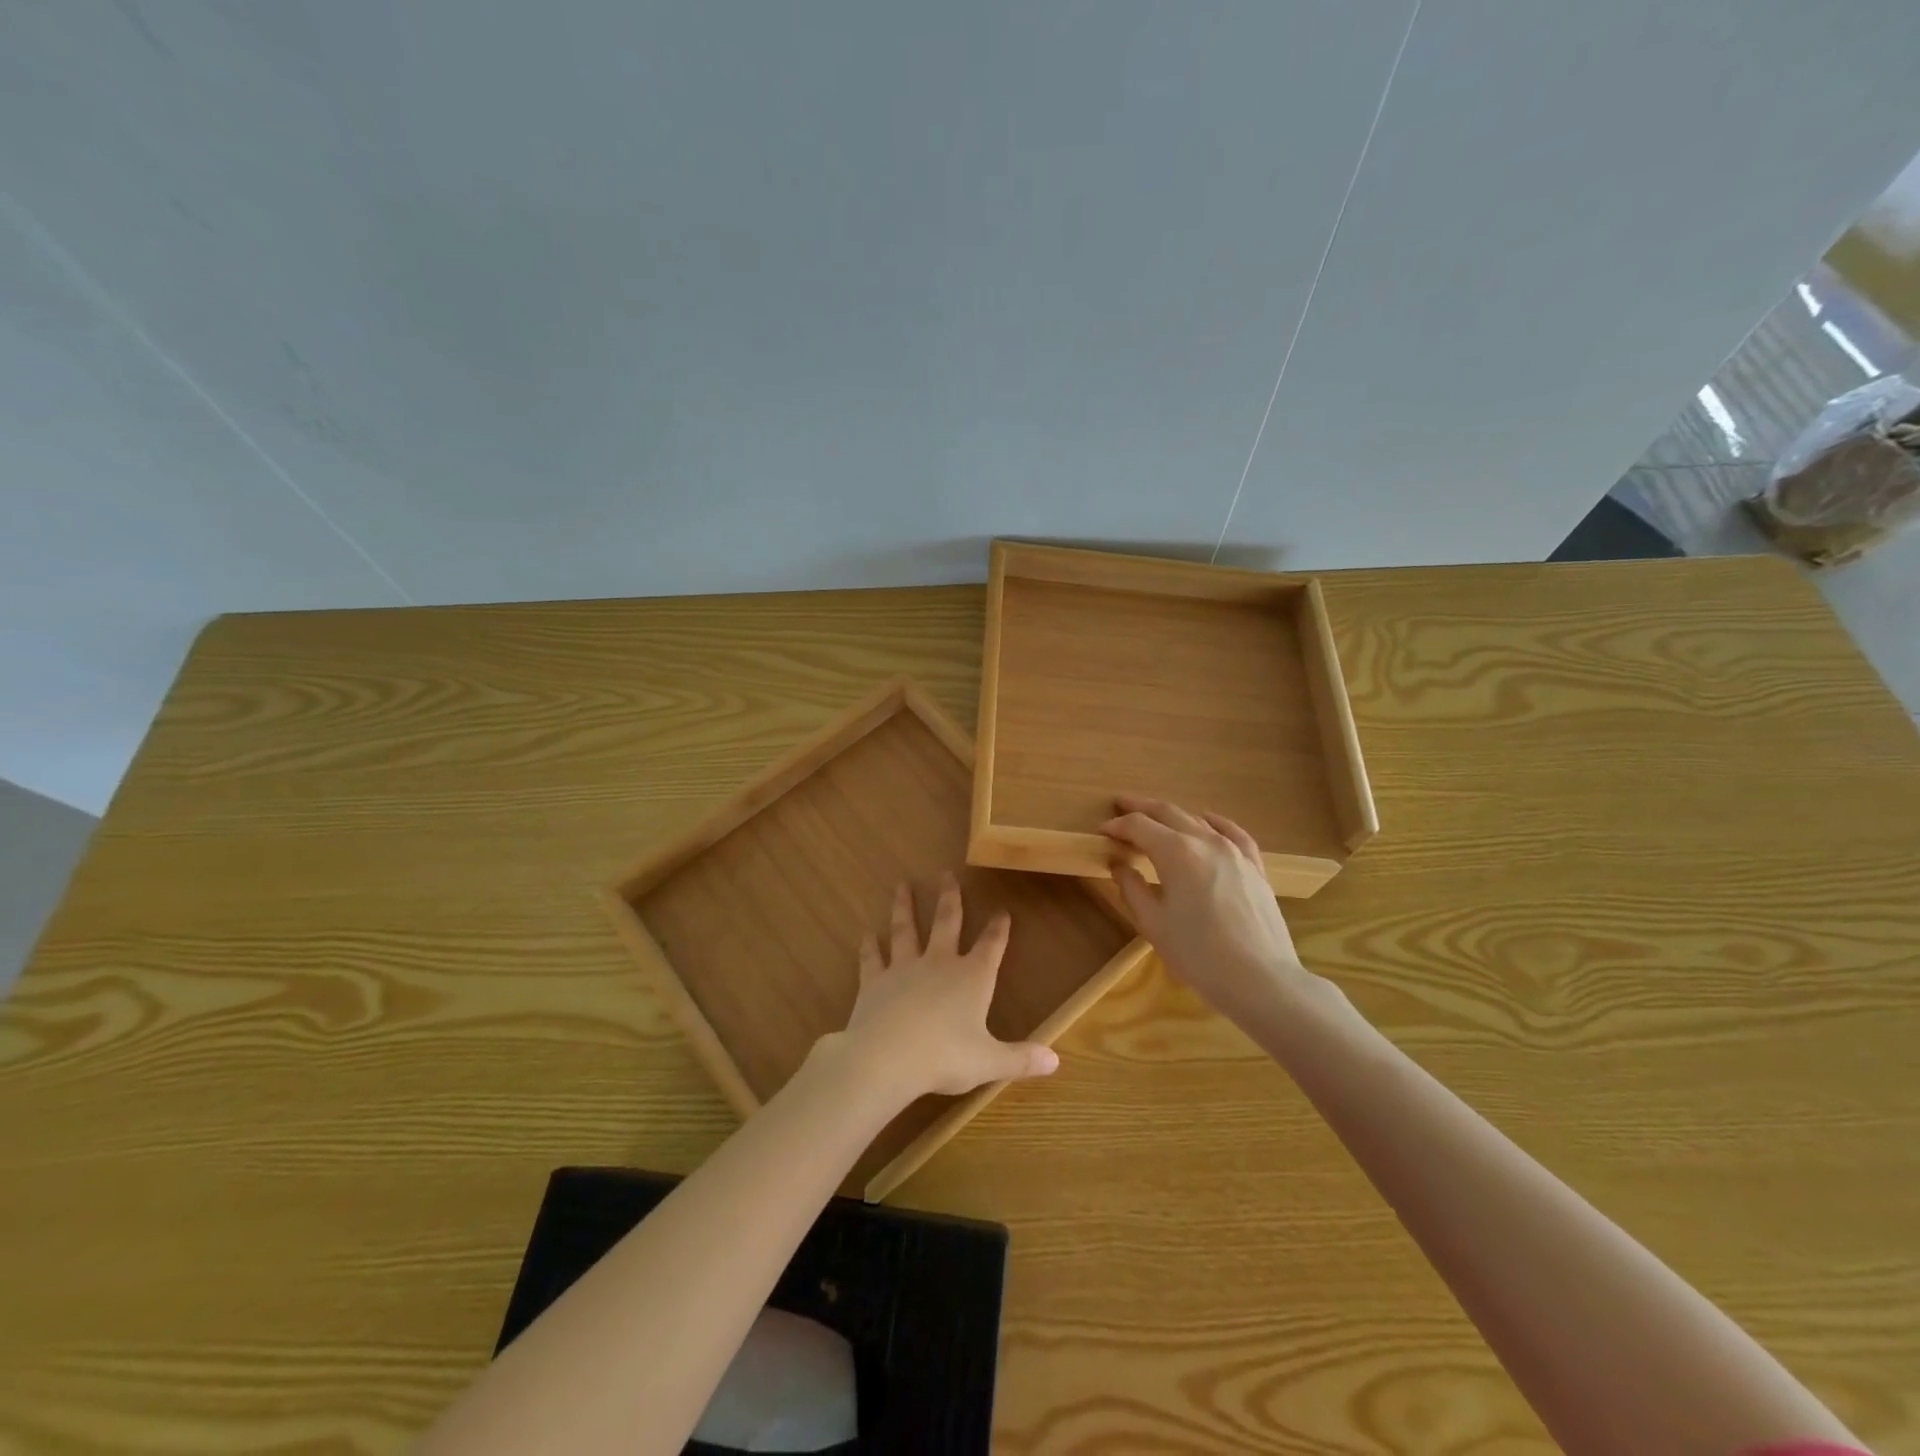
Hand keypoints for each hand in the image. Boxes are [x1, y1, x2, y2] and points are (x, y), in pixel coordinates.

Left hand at [829, 875, 1058, 1102]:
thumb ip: (1021, 1059)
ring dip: (904, 907)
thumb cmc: (944, 1058)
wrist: (886, 1058)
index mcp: (972, 978)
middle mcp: (939, 963)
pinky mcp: (874, 981)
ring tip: (902, 885)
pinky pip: (872, 958)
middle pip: (947, 922)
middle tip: (946, 874)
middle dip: (949, 898)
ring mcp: (903, 968)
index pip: (991, 946)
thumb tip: (1056, 1062)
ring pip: (906, 930)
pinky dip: (870, 946)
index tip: (1002, 910)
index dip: (998, 928)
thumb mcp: (989, 1061)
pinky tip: (867, 934)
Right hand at [1102, 795, 1322, 1020]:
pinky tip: (1208, 821)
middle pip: (1168, 813)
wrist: (1260, 979)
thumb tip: (1120, 864)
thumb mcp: (1152, 923)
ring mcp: (1234, 851)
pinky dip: (1215, 823)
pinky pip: (1233, 833)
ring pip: (1198, 821)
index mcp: (1175, 852)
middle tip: (1120, 804)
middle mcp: (1205, 841)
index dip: (1117, 825)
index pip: (1138, 826)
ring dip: (1172, 816)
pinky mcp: (1254, 867)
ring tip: (1155, 818)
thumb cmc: (1198, 953)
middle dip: (1141, 808)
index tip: (1102, 831)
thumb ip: (1132, 887)